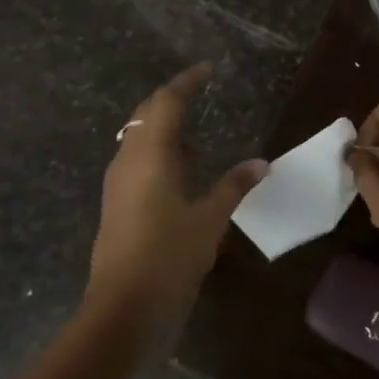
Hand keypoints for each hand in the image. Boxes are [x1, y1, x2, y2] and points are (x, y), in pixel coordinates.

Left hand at [89, 64, 266, 332]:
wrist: (123, 309)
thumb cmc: (169, 256)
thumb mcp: (210, 219)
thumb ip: (235, 185)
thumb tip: (261, 163)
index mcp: (150, 155)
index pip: (166, 102)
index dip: (187, 82)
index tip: (208, 70)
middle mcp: (128, 160)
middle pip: (146, 115)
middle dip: (172, 101)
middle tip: (200, 94)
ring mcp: (118, 183)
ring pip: (139, 140)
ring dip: (165, 131)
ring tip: (198, 139)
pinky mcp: (117, 204)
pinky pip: (138, 163)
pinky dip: (160, 155)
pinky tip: (183, 174)